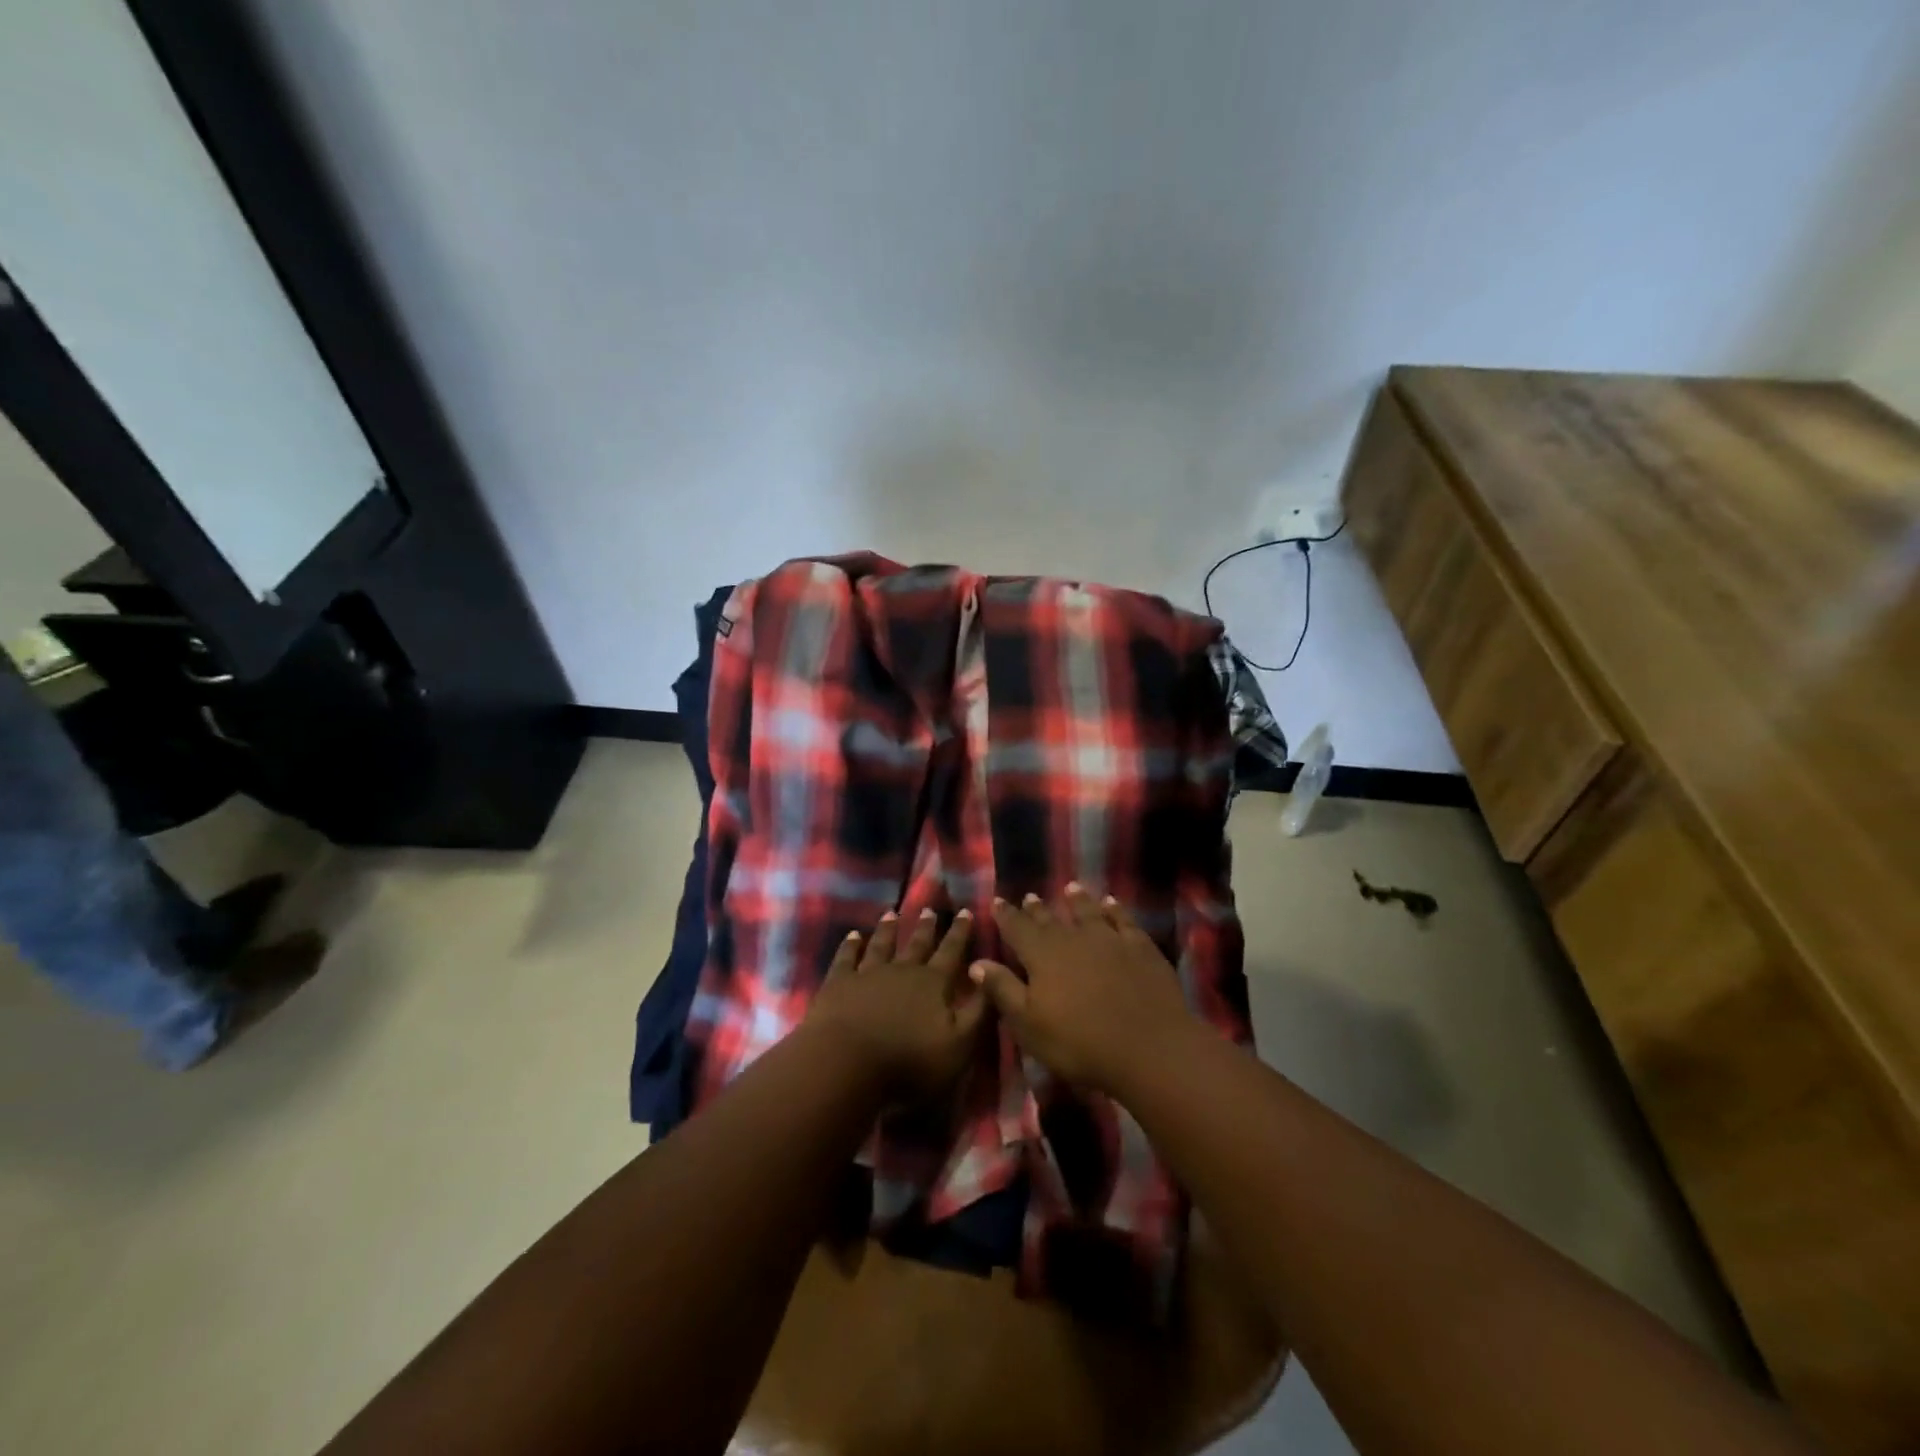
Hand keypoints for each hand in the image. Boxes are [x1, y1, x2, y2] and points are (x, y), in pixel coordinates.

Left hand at [805, 907, 986, 1100]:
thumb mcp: (960, 1046)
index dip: (961, 933)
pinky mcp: (839, 983)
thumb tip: (988, 974)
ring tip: (892, 913)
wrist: (848, 1063)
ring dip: (888, 929)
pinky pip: (846, 958)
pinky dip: (850, 945)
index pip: (952, 952)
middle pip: (917, 944)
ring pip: (882, 944)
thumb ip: (978, 1011)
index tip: (966, 911)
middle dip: (926, 927)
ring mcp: (868, 973)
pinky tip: (852, 936)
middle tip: (930, 909)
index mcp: (934, 984)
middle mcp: (903, 970)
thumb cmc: (910, 1062)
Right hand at [969, 884, 1198, 1094]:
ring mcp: (1109, 939)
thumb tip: (977, 962)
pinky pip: (1123, 920)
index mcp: (1042, 955)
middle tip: (1029, 896)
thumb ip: (1003, 990)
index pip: (1017, 929)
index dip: (1005, 916)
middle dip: (1037, 909)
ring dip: (1078, 900)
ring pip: (1088, 912)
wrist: (1148, 1047)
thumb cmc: (1079, 1043)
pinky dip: (1115, 909)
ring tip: (1070, 888)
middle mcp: (1073, 938)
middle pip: (1050, 919)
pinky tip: (1111, 903)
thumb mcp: (1029, 1025)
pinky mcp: (1140, 947)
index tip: (997, 901)